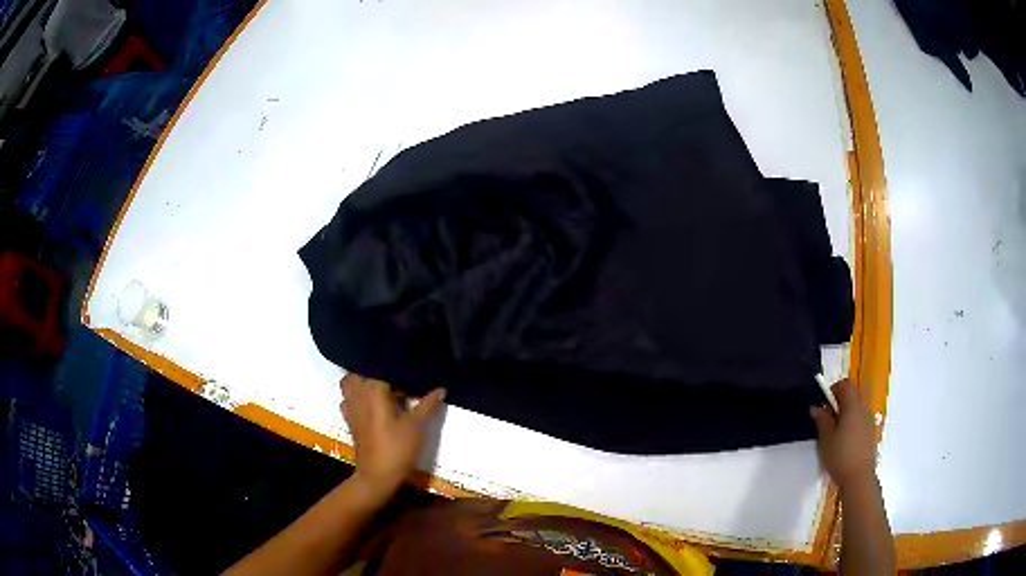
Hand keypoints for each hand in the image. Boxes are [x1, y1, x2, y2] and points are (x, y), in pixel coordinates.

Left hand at [340, 374, 445, 499]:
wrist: (377, 476)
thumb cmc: (397, 448)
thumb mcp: (417, 426)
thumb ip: (427, 404)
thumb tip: (441, 388)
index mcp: (373, 391)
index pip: (380, 367)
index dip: (395, 365)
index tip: (410, 365)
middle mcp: (358, 395)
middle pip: (362, 372)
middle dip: (377, 371)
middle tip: (397, 377)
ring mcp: (351, 407)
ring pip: (351, 383)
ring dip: (364, 381)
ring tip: (384, 387)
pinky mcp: (350, 420)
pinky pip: (349, 399)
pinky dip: (358, 396)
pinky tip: (373, 403)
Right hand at [811, 379, 876, 488]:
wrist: (859, 477)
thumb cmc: (840, 455)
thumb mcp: (826, 438)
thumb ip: (821, 419)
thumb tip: (816, 407)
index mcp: (852, 405)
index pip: (845, 384)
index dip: (833, 390)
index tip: (823, 405)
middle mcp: (863, 409)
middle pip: (851, 396)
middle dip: (838, 404)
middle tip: (825, 421)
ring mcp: (868, 421)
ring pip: (855, 409)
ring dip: (844, 415)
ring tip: (833, 434)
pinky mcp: (870, 434)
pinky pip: (859, 421)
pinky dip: (851, 425)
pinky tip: (843, 444)